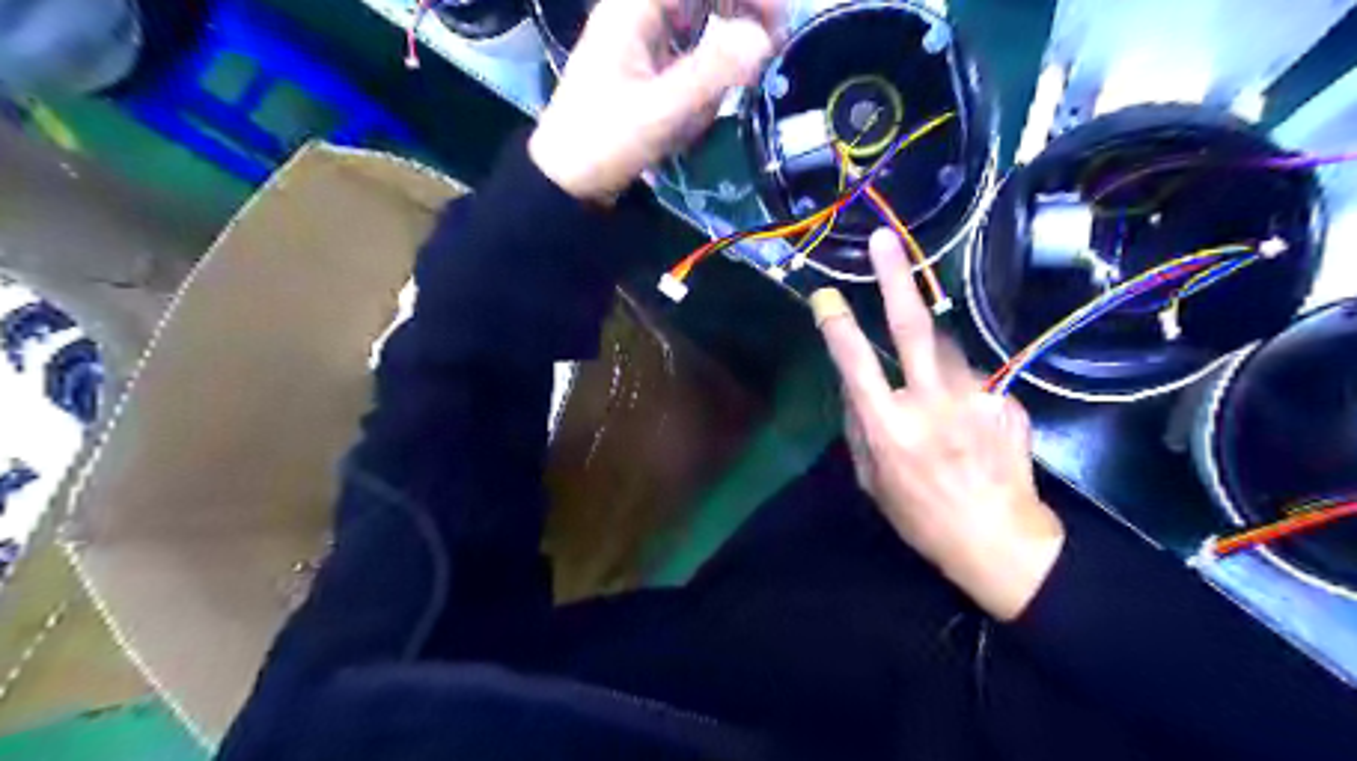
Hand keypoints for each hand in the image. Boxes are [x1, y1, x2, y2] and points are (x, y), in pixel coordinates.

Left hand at [530, 0, 784, 201]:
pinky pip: (687, 54)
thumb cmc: (604, 143)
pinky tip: (699, 110)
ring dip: (720, 53)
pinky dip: (703, 78)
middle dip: (740, 14)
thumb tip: (762, 39)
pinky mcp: (645, 66)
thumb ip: (711, 74)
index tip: (776, 24)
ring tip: (725, 93)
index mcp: (634, 8)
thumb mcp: (659, 112)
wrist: (566, 179)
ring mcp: (641, 39)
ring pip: (699, 22)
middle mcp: (638, 13)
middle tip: (770, 49)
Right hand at [811, 229, 1064, 619]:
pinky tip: (971, 432)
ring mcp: (975, 398)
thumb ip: (859, 425)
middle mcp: (931, 404)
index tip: (826, 296)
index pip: (855, 365)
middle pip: (913, 328)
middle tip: (885, 240)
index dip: (838, 326)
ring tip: (938, 404)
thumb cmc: (921, 515)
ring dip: (934, 358)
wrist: (999, 539)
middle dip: (896, 279)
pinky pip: (973, 382)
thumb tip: (853, 382)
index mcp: (888, 428)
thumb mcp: (871, 478)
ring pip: (947, 351)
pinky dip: (964, 396)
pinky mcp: (1005, 400)